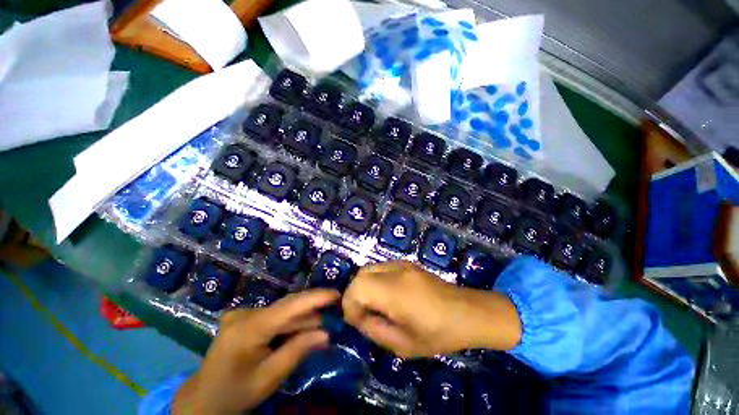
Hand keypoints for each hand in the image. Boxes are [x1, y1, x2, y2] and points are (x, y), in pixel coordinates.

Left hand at [173, 289, 339, 414]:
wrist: (202, 400)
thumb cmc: (236, 394)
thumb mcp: (269, 378)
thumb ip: (298, 351)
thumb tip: (326, 334)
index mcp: (249, 328)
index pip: (290, 306)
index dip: (315, 298)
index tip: (336, 294)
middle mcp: (245, 314)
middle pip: (287, 307)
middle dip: (310, 312)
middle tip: (331, 319)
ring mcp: (241, 314)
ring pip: (281, 311)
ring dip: (300, 320)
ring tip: (316, 330)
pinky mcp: (242, 317)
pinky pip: (273, 315)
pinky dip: (287, 323)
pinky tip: (296, 333)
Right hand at [342, 261, 520, 357]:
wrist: (467, 312)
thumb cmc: (438, 333)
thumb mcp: (403, 345)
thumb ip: (375, 330)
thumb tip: (359, 318)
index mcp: (394, 291)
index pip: (357, 287)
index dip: (350, 304)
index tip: (357, 321)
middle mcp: (395, 271)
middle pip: (360, 274)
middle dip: (355, 294)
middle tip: (364, 314)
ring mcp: (402, 263)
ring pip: (369, 269)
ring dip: (365, 286)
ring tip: (375, 305)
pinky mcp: (407, 262)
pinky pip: (381, 268)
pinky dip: (375, 280)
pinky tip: (387, 295)